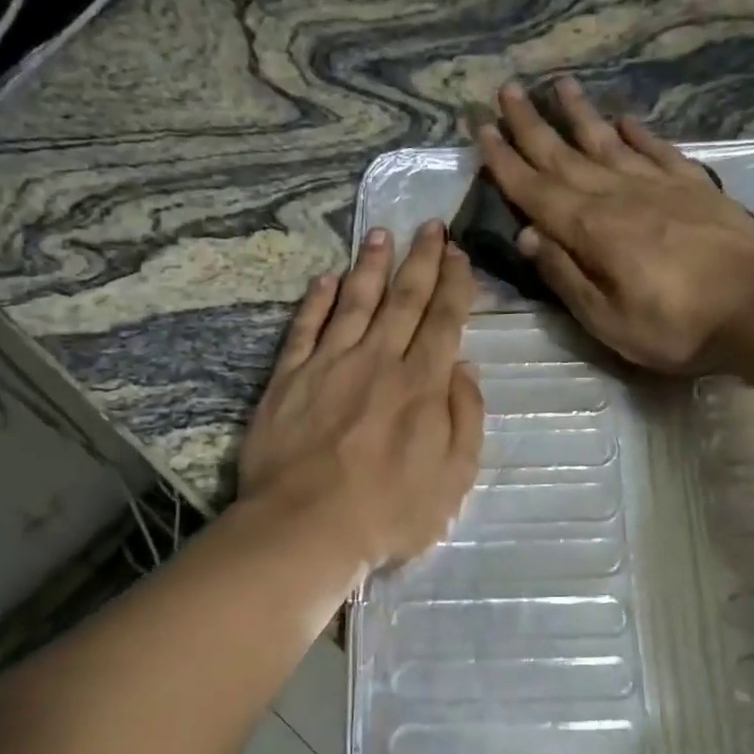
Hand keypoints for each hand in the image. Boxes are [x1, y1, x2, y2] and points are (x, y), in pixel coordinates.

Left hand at [238, 221, 484, 570]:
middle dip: (420, 260)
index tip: (459, 254)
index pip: (443, 321)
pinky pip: (305, 327)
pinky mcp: (288, 378)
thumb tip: (464, 366)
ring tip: (380, 234)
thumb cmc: (388, 513)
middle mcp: (377, 361)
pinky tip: (325, 279)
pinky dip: (317, 301)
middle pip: (403, 300)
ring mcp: (328, 365)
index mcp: (421, 384)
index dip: (455, 285)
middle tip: (429, 226)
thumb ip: (465, 418)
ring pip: (354, 302)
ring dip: (370, 266)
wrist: (305, 527)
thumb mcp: (454, 478)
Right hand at [477, 79, 753, 372]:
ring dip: (579, 115)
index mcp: (591, 230)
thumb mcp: (607, 320)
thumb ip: (565, 276)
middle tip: (505, 90)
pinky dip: (637, 133)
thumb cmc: (675, 327)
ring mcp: (659, 185)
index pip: (536, 190)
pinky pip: (656, 150)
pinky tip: (624, 119)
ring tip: (558, 84)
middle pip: (565, 155)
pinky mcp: (693, 186)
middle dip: (531, 125)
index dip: (506, 162)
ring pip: (607, 142)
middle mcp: (618, 195)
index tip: (482, 130)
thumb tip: (529, 235)